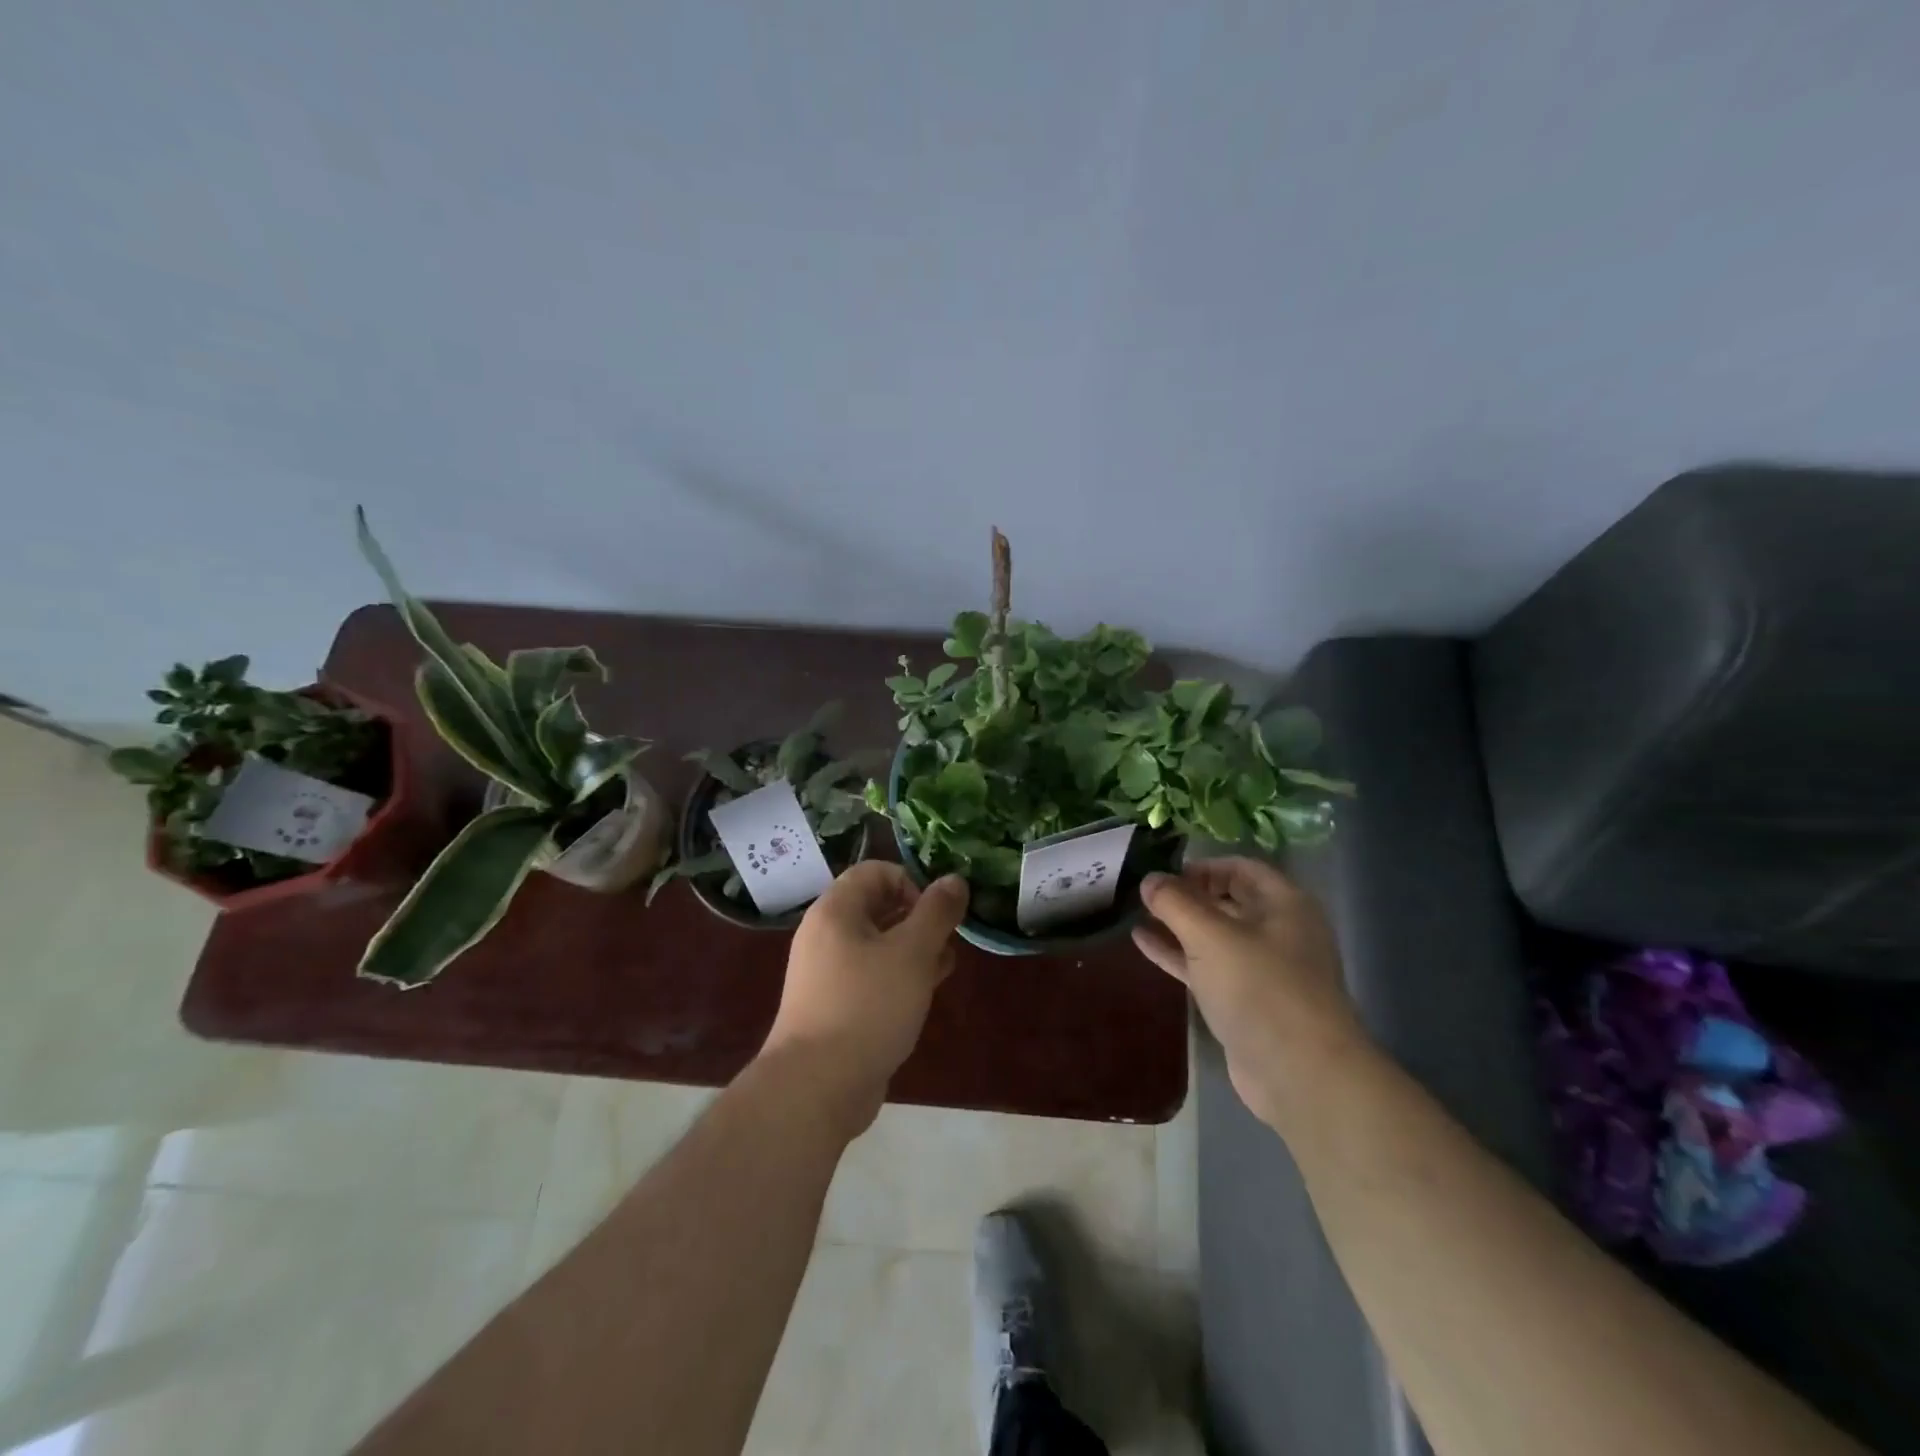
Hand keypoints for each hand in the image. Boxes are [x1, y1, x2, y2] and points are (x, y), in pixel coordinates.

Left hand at [760, 861, 969, 1132]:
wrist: (817, 1086)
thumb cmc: (867, 1006)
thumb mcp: (912, 953)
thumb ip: (937, 912)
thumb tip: (954, 879)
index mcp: (835, 911)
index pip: (875, 871)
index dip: (911, 882)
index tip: (938, 912)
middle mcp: (825, 935)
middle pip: (877, 907)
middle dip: (918, 918)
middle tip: (949, 940)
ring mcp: (826, 973)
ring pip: (877, 944)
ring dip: (913, 949)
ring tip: (945, 967)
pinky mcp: (833, 1006)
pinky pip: (870, 976)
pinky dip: (897, 977)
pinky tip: (924, 995)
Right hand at [1134, 857, 1365, 1127]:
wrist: (1300, 1073)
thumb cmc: (1260, 988)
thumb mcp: (1210, 936)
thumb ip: (1175, 902)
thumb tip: (1149, 878)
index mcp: (1284, 904)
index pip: (1241, 868)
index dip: (1203, 865)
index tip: (1164, 871)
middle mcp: (1278, 931)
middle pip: (1228, 899)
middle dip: (1187, 894)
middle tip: (1145, 891)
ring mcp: (1262, 969)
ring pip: (1215, 935)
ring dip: (1178, 924)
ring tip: (1138, 912)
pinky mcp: (1245, 1001)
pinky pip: (1206, 966)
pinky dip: (1177, 954)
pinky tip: (1142, 943)